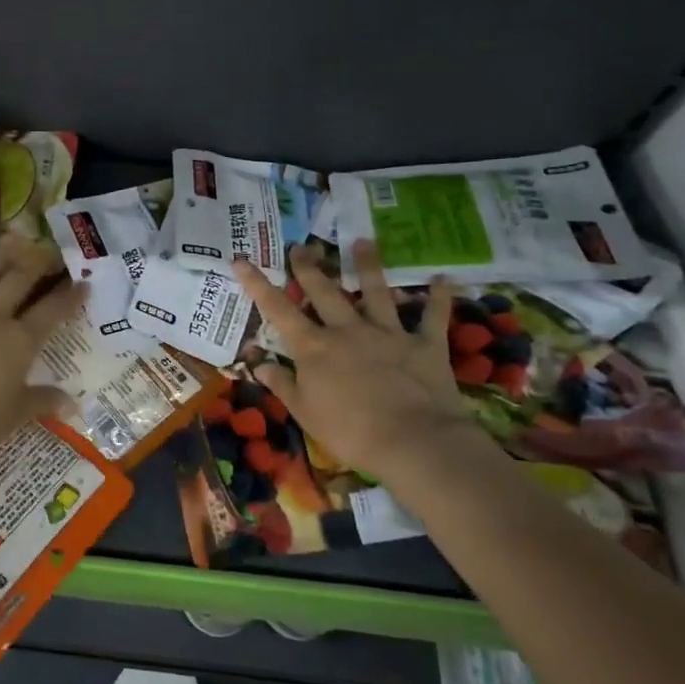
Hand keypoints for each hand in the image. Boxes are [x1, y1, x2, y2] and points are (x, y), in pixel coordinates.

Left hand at [0, 235, 85, 470]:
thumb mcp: (14, 416)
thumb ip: (42, 401)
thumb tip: (72, 404)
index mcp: (19, 342)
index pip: (52, 310)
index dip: (70, 295)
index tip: (82, 283)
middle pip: (18, 280)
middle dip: (37, 263)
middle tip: (48, 252)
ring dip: (0, 256)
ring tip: (12, 241)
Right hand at [232, 241, 493, 483]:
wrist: (413, 442)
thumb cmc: (351, 432)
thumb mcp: (305, 413)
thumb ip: (282, 385)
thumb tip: (257, 365)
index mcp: (314, 348)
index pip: (278, 310)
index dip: (257, 284)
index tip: (241, 260)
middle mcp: (348, 330)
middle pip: (325, 291)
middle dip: (310, 267)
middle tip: (302, 246)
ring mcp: (388, 333)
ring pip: (376, 292)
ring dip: (368, 266)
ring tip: (363, 241)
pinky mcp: (424, 344)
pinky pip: (433, 316)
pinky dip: (439, 297)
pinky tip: (443, 278)